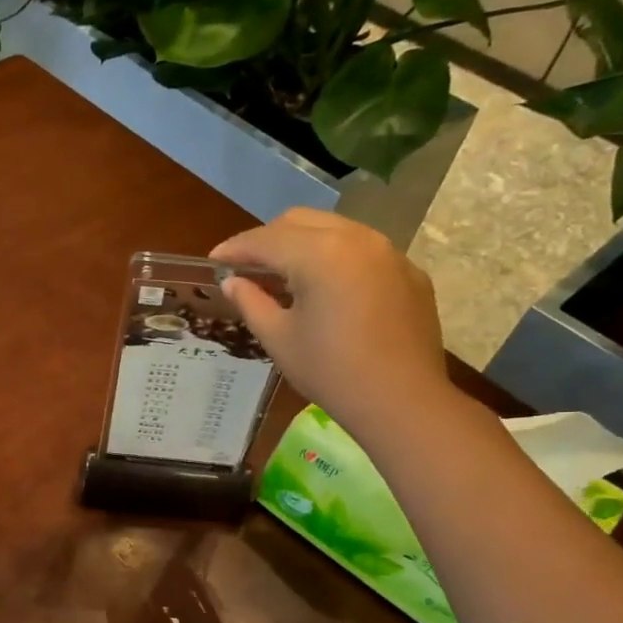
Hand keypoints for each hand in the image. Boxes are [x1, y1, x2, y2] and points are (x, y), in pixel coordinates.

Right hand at [210, 207, 453, 441]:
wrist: (401, 400)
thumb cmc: (330, 371)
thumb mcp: (279, 339)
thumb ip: (251, 302)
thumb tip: (232, 282)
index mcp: (319, 254)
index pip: (265, 239)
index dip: (235, 248)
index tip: (214, 260)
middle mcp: (356, 238)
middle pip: (300, 221)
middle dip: (268, 238)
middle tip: (246, 265)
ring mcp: (388, 251)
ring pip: (334, 229)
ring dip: (302, 244)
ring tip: (283, 274)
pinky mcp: (408, 271)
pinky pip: (363, 250)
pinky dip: (335, 258)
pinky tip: (326, 289)